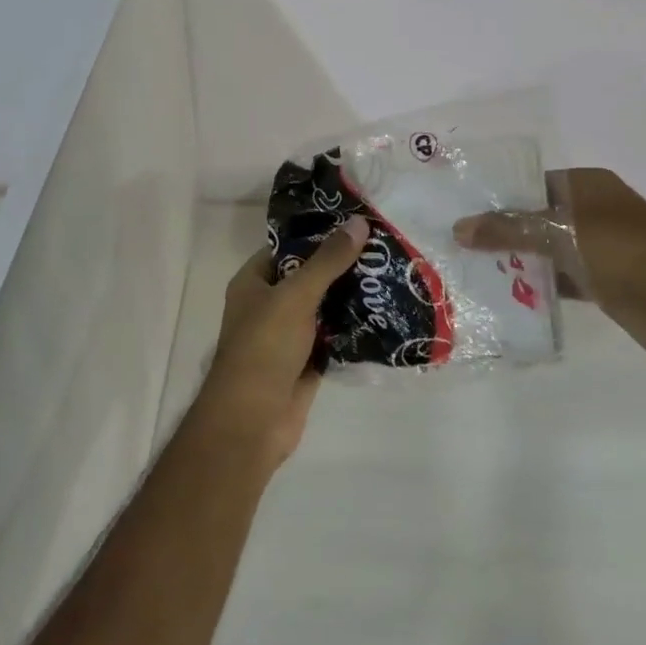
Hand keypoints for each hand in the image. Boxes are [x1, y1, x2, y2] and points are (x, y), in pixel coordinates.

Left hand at [190, 217, 370, 471]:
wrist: (253, 422)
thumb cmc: (264, 348)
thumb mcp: (295, 296)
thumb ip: (327, 261)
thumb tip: (359, 223)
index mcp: (254, 282)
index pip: (288, 247)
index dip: (319, 233)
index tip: (356, 222)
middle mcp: (269, 304)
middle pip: (310, 276)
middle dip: (342, 265)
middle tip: (384, 246)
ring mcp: (289, 335)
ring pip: (325, 307)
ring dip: (353, 296)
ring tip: (392, 273)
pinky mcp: (308, 361)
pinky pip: (335, 336)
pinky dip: (355, 327)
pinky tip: (387, 312)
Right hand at [453, 168, 645, 356]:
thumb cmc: (623, 254)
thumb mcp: (561, 235)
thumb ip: (508, 229)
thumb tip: (458, 227)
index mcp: (586, 186)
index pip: (529, 184)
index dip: (496, 197)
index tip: (461, 213)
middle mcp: (590, 210)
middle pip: (534, 217)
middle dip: (500, 231)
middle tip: (458, 244)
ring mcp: (597, 246)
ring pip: (545, 247)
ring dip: (515, 259)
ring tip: (470, 269)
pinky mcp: (600, 278)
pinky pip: (558, 274)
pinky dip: (536, 282)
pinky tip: (503, 293)